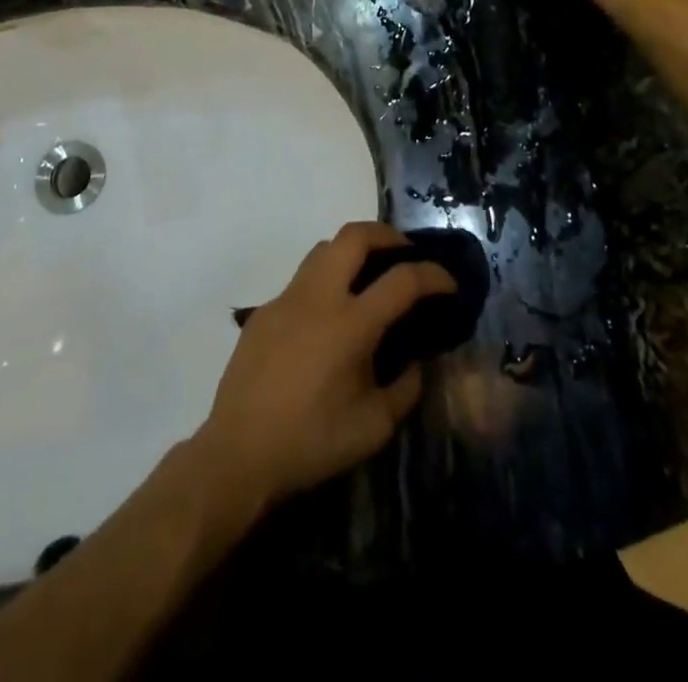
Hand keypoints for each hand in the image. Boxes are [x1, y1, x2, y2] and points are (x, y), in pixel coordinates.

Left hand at [193, 222, 453, 511]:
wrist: (238, 452)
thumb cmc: (312, 442)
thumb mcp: (374, 427)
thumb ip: (405, 388)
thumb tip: (415, 362)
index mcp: (350, 324)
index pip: (402, 280)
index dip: (433, 275)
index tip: (449, 283)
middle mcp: (318, 297)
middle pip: (354, 236)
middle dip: (386, 234)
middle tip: (405, 253)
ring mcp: (286, 298)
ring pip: (323, 249)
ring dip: (352, 251)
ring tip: (369, 277)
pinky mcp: (263, 310)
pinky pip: (301, 280)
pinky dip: (325, 282)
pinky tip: (327, 319)